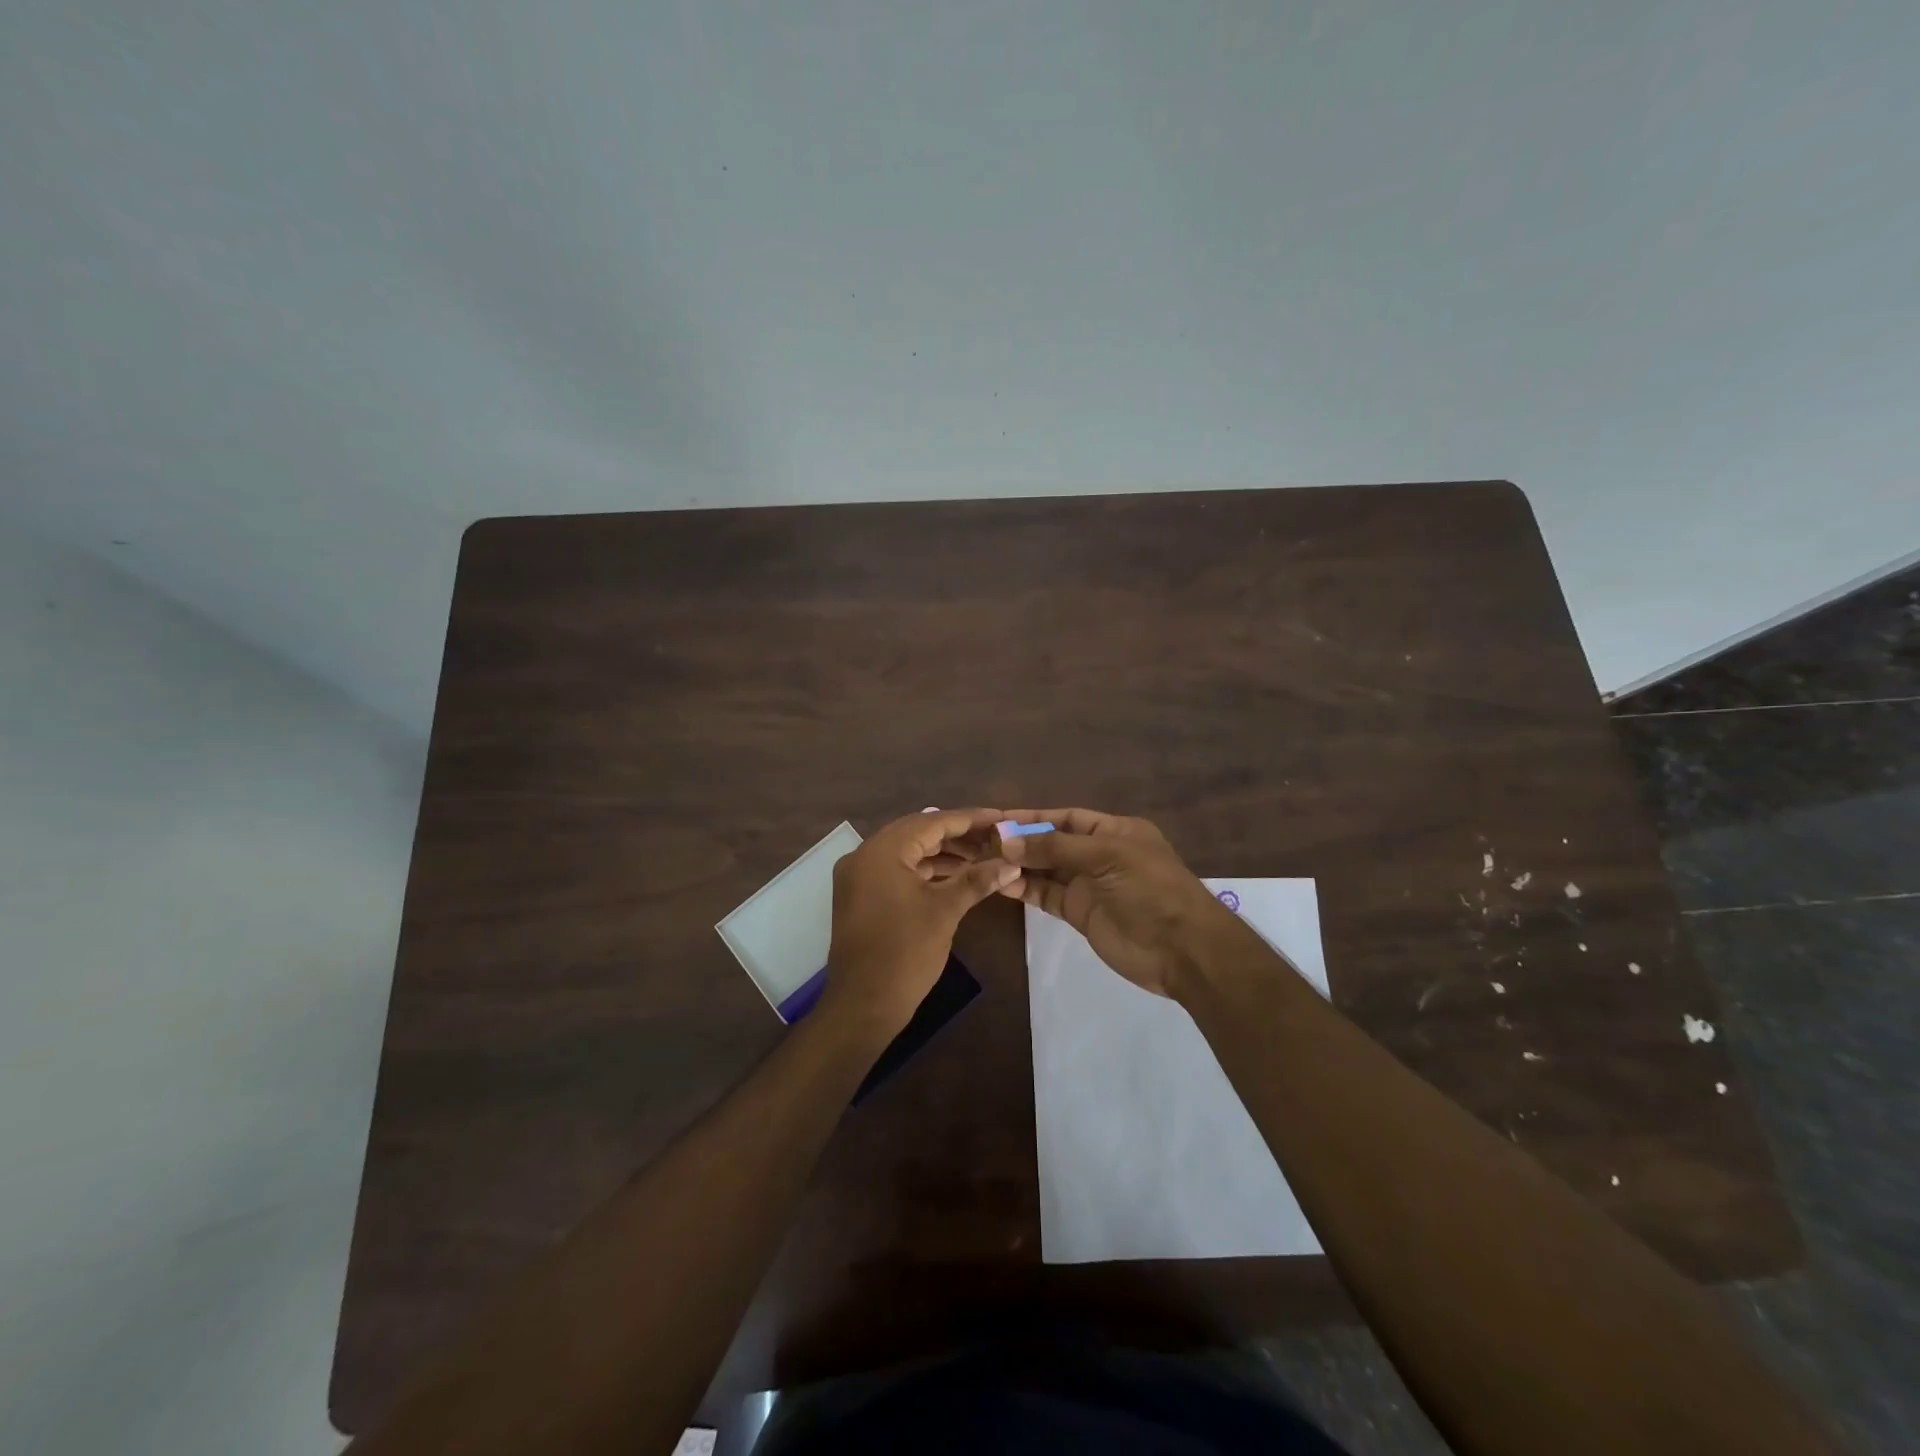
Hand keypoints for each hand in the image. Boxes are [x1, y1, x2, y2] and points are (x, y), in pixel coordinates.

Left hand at [822, 808, 1020, 1036]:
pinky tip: (954, 876)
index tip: (1000, 818)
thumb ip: (977, 880)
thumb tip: (1012, 863)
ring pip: (907, 852)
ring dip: (942, 854)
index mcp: (881, 851)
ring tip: (981, 857)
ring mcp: (858, 876)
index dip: (969, 819)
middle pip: (917, 833)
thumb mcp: (945, 911)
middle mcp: (864, 855)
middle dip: (957, 835)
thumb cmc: (905, 953)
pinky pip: (897, 870)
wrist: (863, 1004)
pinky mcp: (861, 896)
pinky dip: (924, 870)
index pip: (931, 822)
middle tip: (993, 838)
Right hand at [993, 808, 1234, 996]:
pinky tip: (1000, 882)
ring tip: (983, 861)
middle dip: (1021, 841)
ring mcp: (1089, 885)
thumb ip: (1056, 848)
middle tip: (981, 841)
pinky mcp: (1080, 913)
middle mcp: (1099, 854)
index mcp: (1114, 831)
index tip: (998, 818)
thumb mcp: (1107, 856)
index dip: (1034, 817)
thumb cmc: (1150, 890)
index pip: (1066, 817)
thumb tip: (1007, 841)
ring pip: (1046, 869)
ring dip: (1018, 864)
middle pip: (1053, 842)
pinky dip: (1024, 888)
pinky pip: (1047, 895)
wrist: (1182, 950)